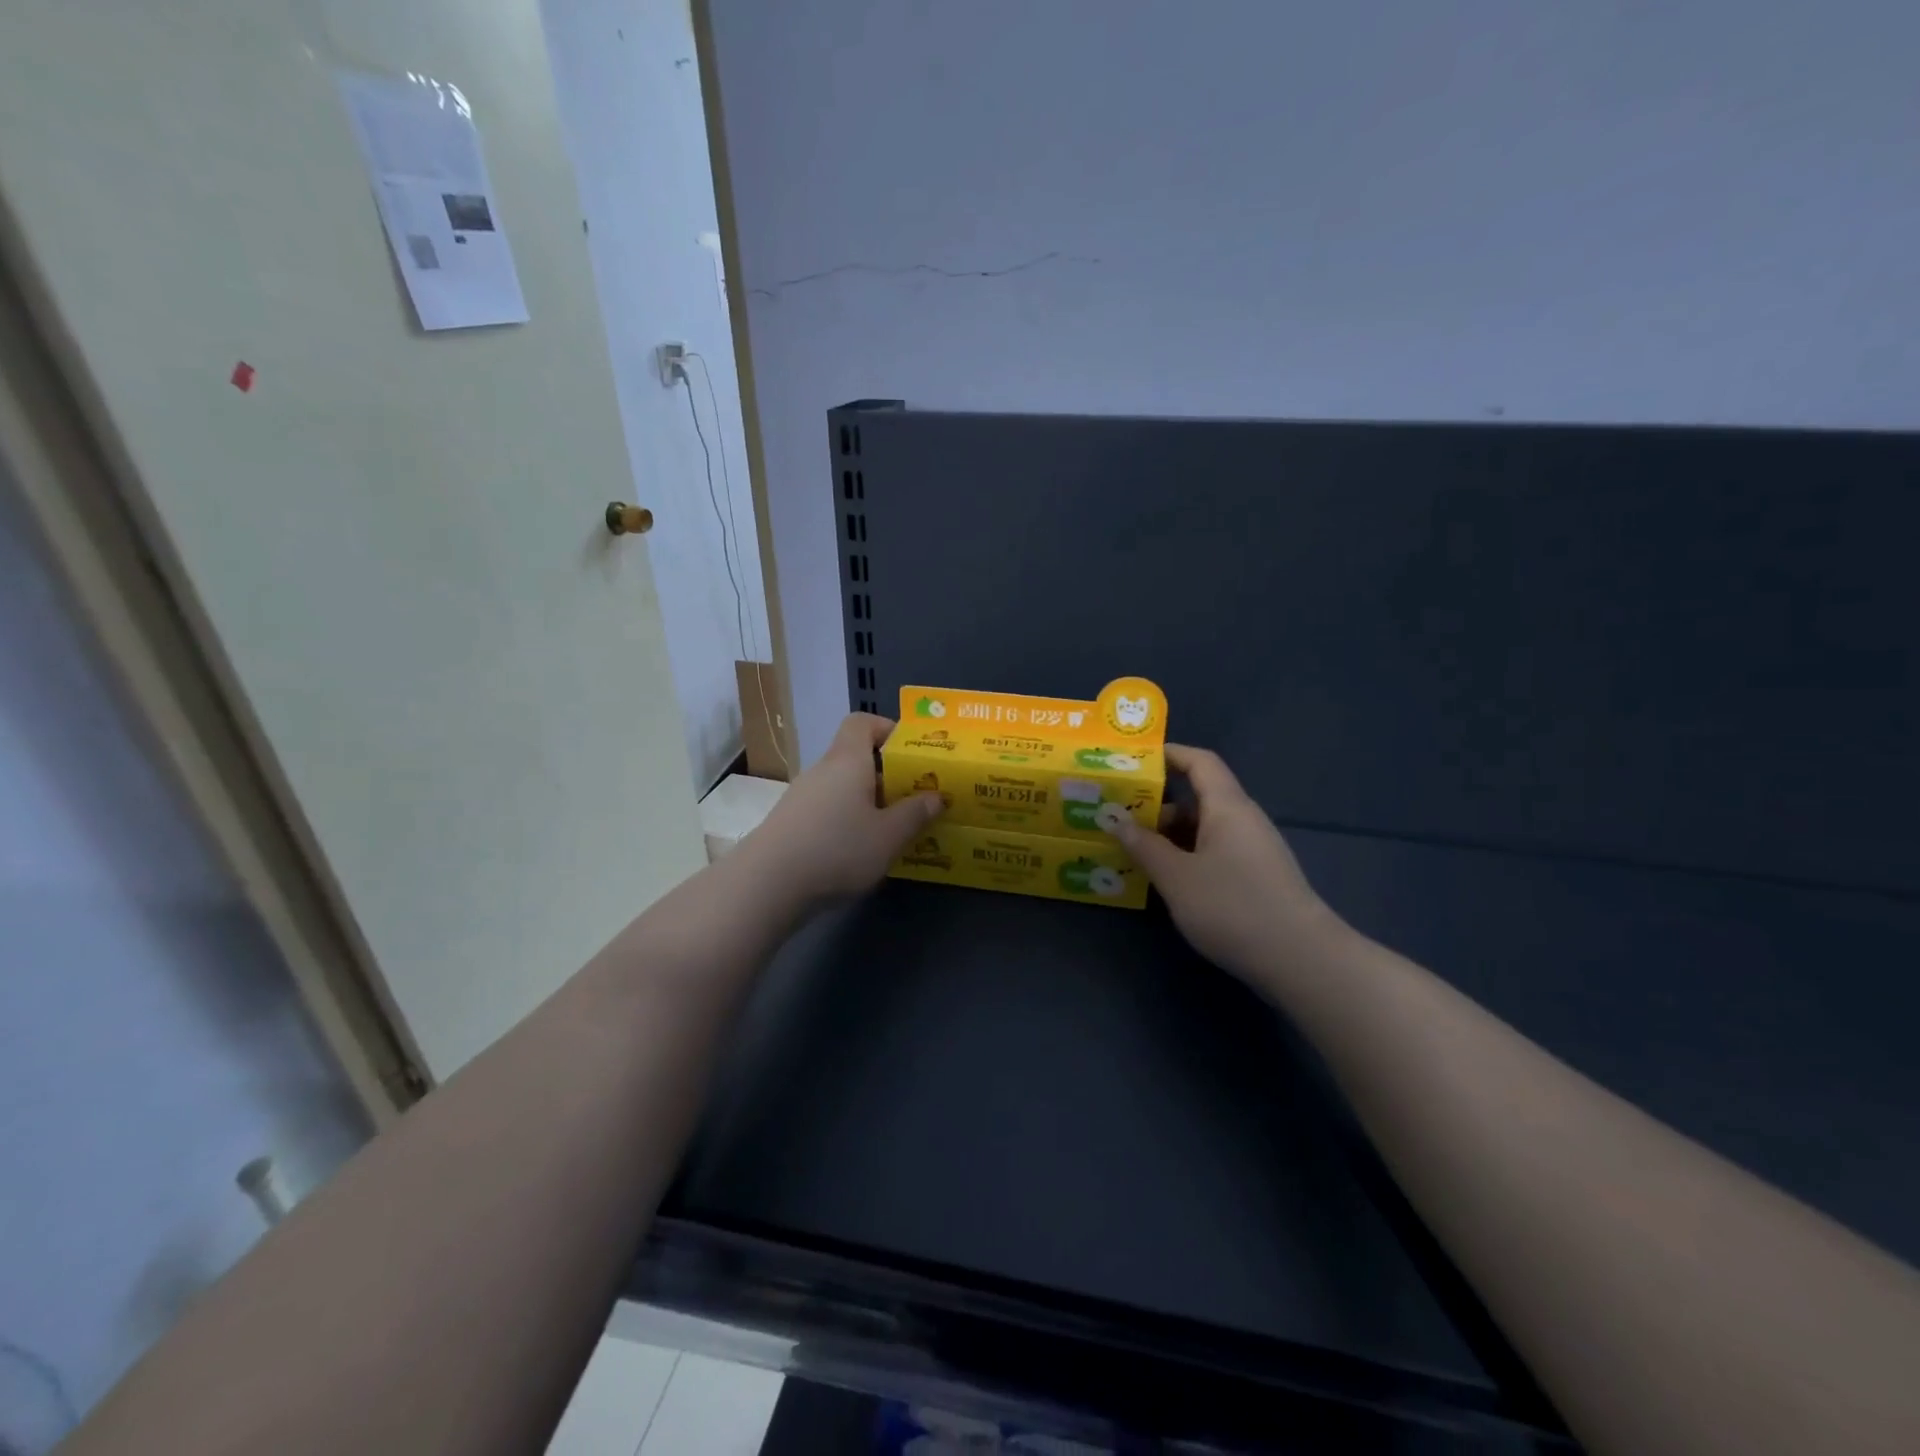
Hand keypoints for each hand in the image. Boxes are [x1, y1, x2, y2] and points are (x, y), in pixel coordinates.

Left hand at [743, 713, 942, 903]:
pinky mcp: (790, 823)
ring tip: (892, 830)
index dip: (888, 730)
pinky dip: (846, 821)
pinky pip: (827, 810)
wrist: (767, 884)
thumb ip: (915, 814)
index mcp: (848, 761)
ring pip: (842, 787)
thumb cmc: (837, 849)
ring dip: (867, 802)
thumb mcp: (889, 836)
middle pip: (855, 758)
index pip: (863, 723)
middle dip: (887, 775)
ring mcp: (801, 797)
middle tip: (913, 799)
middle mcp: (822, 770)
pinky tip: (859, 851)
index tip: (911, 754)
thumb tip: (936, 796)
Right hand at [1106, 745, 1339, 980]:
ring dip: (1169, 836)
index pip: (1200, 762)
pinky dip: (1186, 857)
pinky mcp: (1256, 878)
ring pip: (1204, 829)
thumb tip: (1117, 821)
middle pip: (1198, 798)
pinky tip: (1165, 879)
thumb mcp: (1176, 877)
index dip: (1169, 755)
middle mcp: (1243, 821)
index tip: (1133, 762)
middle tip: (1118, 816)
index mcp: (1227, 807)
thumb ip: (1144, 847)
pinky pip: (1213, 852)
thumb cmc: (1233, 907)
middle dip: (1157, 805)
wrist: (1301, 960)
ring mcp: (1252, 851)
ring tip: (1132, 851)